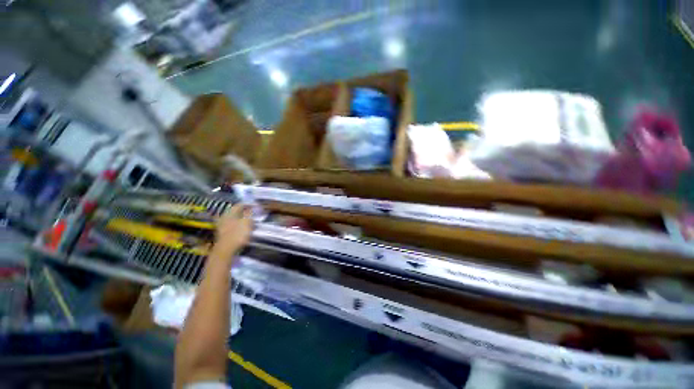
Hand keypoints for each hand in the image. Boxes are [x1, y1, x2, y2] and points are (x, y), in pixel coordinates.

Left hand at [211, 204, 252, 257]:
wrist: (226, 250)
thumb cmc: (237, 234)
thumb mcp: (247, 222)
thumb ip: (250, 213)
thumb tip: (252, 207)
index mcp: (230, 213)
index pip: (240, 205)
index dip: (248, 204)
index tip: (256, 206)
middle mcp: (224, 217)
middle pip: (236, 212)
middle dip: (245, 212)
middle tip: (254, 214)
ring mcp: (222, 226)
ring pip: (235, 219)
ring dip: (242, 219)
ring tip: (251, 222)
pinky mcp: (223, 233)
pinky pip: (233, 226)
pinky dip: (239, 226)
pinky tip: (244, 229)